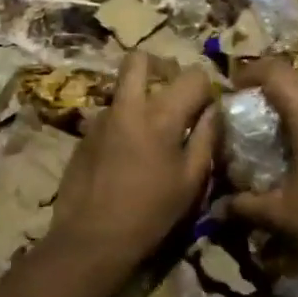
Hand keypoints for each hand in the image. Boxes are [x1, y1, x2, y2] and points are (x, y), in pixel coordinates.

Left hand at [48, 52, 219, 275]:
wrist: (92, 237)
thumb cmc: (151, 212)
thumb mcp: (191, 181)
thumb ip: (206, 139)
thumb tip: (214, 111)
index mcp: (160, 115)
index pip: (191, 75)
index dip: (204, 88)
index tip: (206, 108)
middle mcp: (127, 106)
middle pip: (140, 59)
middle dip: (160, 66)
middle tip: (173, 92)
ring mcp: (100, 118)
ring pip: (123, 88)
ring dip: (139, 97)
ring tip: (150, 132)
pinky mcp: (83, 135)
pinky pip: (109, 115)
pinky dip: (123, 122)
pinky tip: (126, 155)